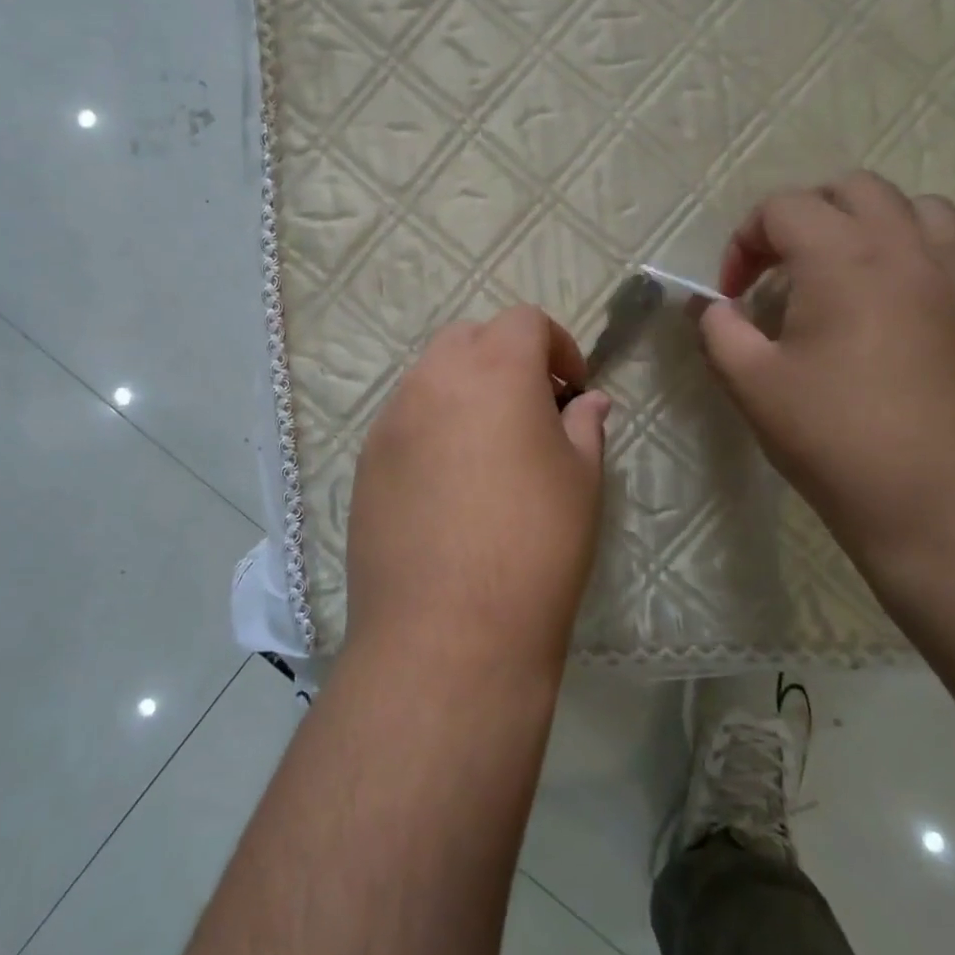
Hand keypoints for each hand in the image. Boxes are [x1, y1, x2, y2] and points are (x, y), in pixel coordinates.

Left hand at [345, 306, 611, 682]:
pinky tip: (449, 485)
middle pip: (469, 338)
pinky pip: (404, 421)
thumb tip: (589, 402)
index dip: (556, 345)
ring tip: (489, 449)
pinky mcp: (366, 463)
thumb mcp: (581, 481)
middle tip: (532, 410)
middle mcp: (433, 380)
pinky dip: (432, 427)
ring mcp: (391, 421)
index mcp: (495, 370)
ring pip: (431, 377)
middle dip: (506, 358)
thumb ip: (585, 426)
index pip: (523, 320)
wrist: (448, 634)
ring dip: (465, 391)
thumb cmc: (535, 547)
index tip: (572, 389)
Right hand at [699, 173, 954, 566]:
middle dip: (807, 216)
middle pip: (855, 189)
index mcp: (842, 257)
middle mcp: (908, 249)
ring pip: (925, 209)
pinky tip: (917, 303)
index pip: (783, 208)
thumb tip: (713, 308)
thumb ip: (719, 331)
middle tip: (785, 270)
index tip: (734, 294)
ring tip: (854, 271)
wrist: (946, 508)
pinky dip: (937, 264)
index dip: (744, 242)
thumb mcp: (751, 385)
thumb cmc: (837, 441)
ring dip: (878, 225)